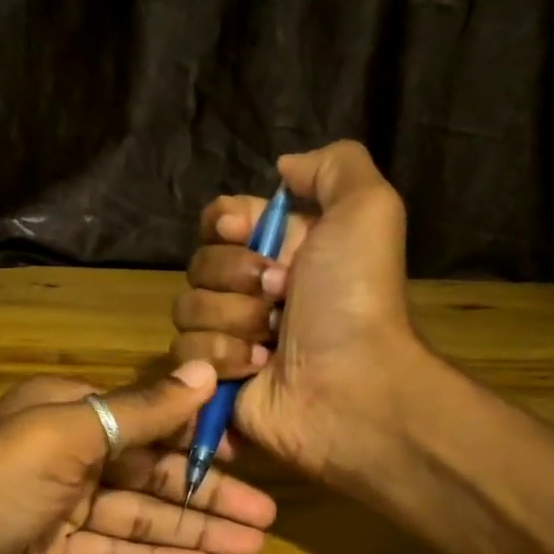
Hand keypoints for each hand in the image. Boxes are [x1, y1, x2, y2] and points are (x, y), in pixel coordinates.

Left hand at [0, 361, 275, 553]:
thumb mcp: (63, 438)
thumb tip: (203, 371)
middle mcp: (66, 452)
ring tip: (249, 547)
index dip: (202, 439)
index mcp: (69, 411)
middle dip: (207, 495)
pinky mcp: (43, 553)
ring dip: (190, 531)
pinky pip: (108, 553)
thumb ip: (136, 410)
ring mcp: (54, 506)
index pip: (151, 419)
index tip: (253, 458)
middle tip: (268, 520)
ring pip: (135, 517)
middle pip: (150, 474)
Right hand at [170, 141, 420, 479]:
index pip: (221, 219)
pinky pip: (185, 354)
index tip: (246, 233)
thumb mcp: (368, 210)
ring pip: (186, 309)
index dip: (226, 224)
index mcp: (282, 249)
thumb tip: (283, 168)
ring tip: (272, 343)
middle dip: (236, 278)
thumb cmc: (355, 299)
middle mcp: (252, 289)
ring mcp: (231, 336)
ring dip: (232, 321)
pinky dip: (221, 359)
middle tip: (281, 296)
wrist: (351, 387)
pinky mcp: (215, 379)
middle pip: (199, 263)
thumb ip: (333, 166)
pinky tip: (257, 371)